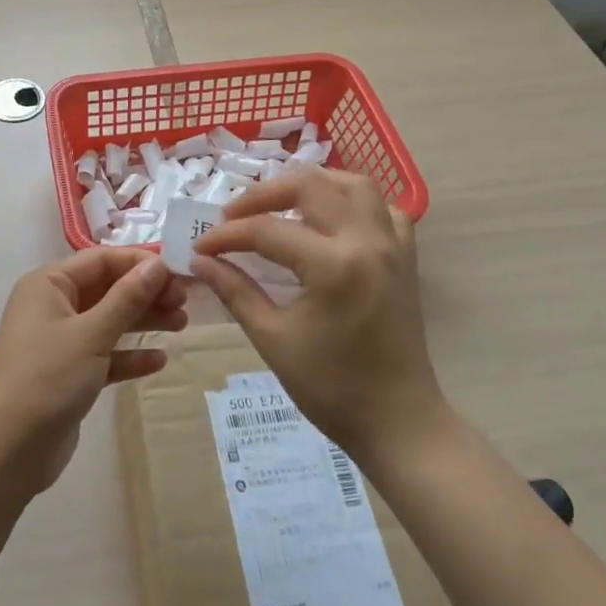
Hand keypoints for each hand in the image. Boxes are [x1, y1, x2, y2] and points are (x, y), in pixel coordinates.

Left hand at [0, 251, 185, 491]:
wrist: (10, 448)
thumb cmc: (48, 377)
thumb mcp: (91, 333)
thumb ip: (127, 298)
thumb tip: (157, 265)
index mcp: (48, 285)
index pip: (101, 260)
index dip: (139, 264)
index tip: (178, 273)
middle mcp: (52, 306)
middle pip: (107, 289)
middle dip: (146, 293)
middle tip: (185, 303)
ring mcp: (60, 341)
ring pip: (109, 321)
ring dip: (143, 321)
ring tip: (182, 325)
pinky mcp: (70, 373)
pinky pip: (105, 354)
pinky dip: (129, 355)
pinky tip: (159, 361)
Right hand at [191, 169, 446, 460]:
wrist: (397, 421)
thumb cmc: (331, 387)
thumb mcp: (272, 339)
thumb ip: (235, 291)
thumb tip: (201, 261)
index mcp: (333, 265)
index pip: (267, 230)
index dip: (227, 235)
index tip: (200, 246)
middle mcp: (366, 241)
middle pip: (310, 186)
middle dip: (264, 194)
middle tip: (234, 216)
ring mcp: (392, 245)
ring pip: (353, 184)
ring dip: (312, 185)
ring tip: (280, 205)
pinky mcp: (405, 257)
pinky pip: (383, 209)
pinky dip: (354, 203)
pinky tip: (331, 221)